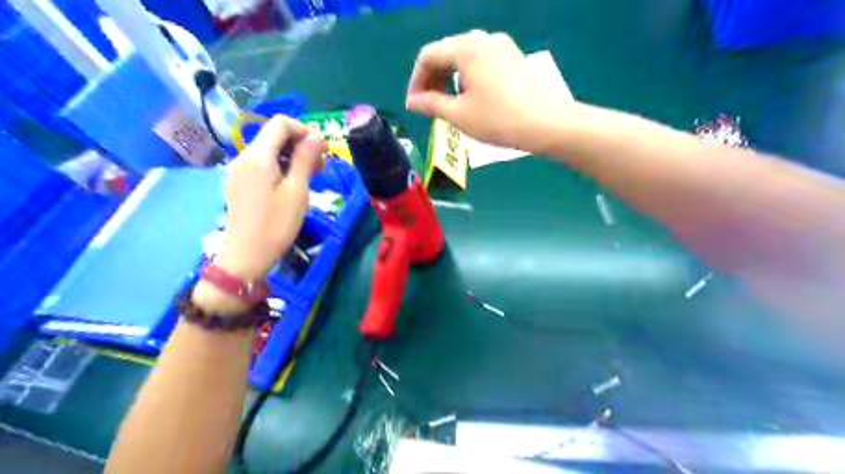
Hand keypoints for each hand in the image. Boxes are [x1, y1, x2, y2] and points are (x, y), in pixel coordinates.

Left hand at [221, 115, 325, 281]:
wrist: (246, 256)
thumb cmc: (276, 225)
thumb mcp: (296, 191)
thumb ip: (305, 159)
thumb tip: (317, 135)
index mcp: (258, 156)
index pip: (280, 123)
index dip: (304, 130)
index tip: (322, 151)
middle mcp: (244, 156)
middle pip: (274, 135)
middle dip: (300, 144)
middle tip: (321, 168)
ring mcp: (239, 170)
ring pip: (269, 150)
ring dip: (293, 157)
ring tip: (310, 177)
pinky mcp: (239, 182)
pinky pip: (262, 164)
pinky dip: (280, 166)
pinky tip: (292, 185)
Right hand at [405, 30, 577, 150]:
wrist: (547, 123)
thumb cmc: (498, 119)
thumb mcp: (459, 114)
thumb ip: (431, 104)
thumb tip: (412, 102)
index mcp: (465, 48)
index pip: (428, 56)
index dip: (415, 81)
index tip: (414, 105)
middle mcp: (483, 39)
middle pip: (446, 53)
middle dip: (432, 79)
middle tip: (428, 106)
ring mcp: (502, 46)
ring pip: (465, 58)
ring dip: (450, 79)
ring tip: (449, 105)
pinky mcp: (514, 58)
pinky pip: (482, 62)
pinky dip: (468, 78)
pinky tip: (472, 98)